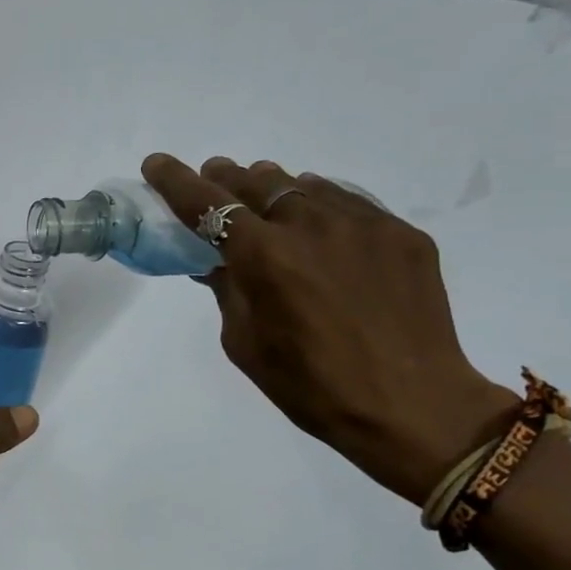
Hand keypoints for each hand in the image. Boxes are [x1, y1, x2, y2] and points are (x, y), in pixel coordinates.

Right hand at [143, 154, 516, 504]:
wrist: (413, 406)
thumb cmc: (311, 386)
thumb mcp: (244, 342)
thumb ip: (227, 290)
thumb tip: (216, 262)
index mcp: (265, 257)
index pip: (208, 204)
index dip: (176, 181)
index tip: (157, 163)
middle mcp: (312, 226)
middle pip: (256, 182)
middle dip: (226, 180)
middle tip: (213, 184)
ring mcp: (363, 224)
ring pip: (303, 186)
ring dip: (273, 190)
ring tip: (264, 204)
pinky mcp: (402, 234)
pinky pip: (348, 203)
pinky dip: (320, 205)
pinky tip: (318, 226)